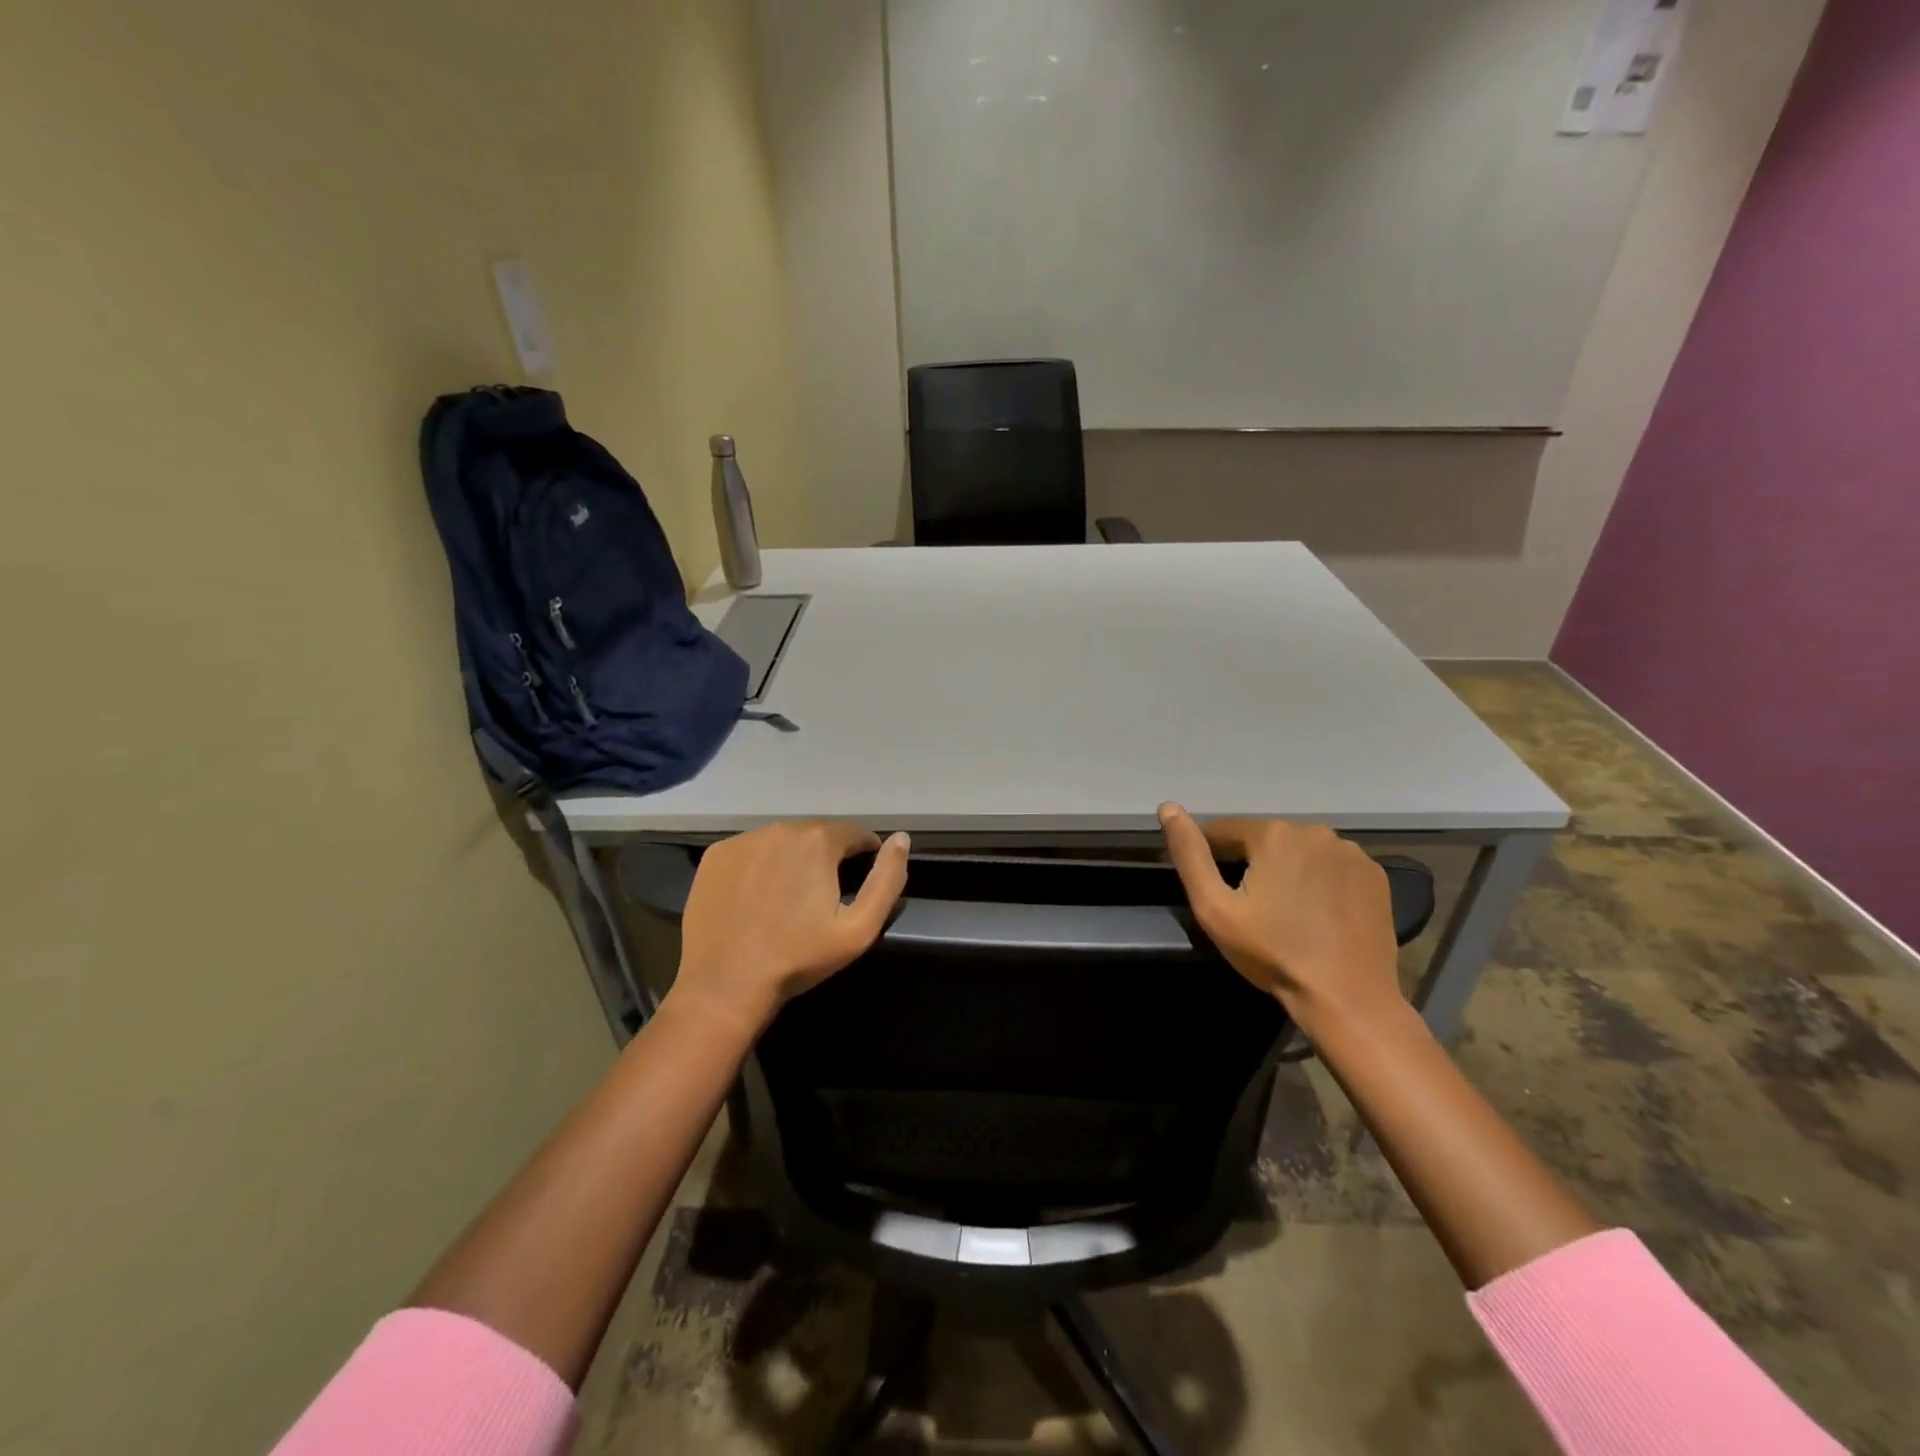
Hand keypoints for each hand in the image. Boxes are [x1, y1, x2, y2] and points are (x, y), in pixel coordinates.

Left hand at [671, 821, 910, 1033]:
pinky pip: (751, 851)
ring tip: (788, 899)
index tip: (858, 886)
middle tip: (822, 898)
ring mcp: (744, 840)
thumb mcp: (859, 928)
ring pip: (783, 841)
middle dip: (827, 859)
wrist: (725, 985)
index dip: (865, 857)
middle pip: (818, 835)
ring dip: (793, 860)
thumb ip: (887, 880)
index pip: (856, 834)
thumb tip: (901, 839)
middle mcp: (780, 828)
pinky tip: (756, 898)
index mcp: (818, 840)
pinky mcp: (716, 856)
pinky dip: (760, 866)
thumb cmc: (798, 958)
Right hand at [1159, 804, 1403, 1037]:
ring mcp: (1351, 852)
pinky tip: (1318, 912)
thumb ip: (1190, 855)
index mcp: (1273, 834)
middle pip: (1265, 839)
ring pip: (1300, 851)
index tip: (1215, 890)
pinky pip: (1332, 866)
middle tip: (1250, 907)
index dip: (1211, 857)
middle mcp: (1315, 831)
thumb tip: (1168, 808)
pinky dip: (1319, 880)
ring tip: (1285, 911)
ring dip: (1287, 869)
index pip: (1225, 831)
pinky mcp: (1375, 875)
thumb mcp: (1214, 908)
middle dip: (1251, 863)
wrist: (1346, 997)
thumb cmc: (1272, 953)